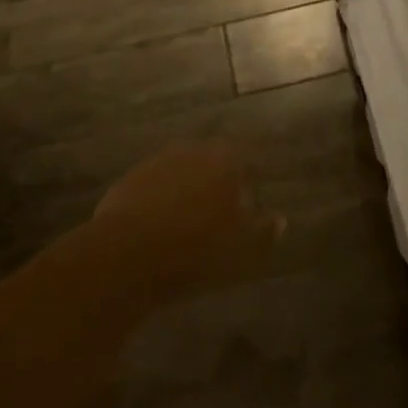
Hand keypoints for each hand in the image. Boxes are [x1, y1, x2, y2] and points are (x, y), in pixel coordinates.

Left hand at [92, 144, 284, 305]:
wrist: (126, 255)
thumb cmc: (195, 251)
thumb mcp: (241, 252)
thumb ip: (264, 233)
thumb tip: (280, 220)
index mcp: (224, 163)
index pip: (244, 161)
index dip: (248, 181)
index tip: (249, 202)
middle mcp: (192, 152)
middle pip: (211, 163)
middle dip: (216, 182)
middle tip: (218, 213)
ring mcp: (156, 163)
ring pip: (180, 172)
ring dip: (185, 190)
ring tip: (187, 221)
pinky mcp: (128, 181)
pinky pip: (152, 187)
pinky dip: (158, 200)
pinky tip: (157, 226)